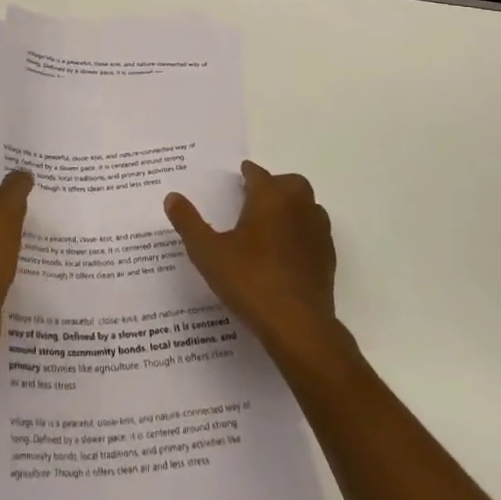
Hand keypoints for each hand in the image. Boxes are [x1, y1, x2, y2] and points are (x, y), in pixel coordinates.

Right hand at [165, 161, 337, 359]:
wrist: (297, 325)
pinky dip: (302, 233)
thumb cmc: (249, 280)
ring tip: (271, 224)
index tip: (240, 176)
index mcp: (270, 197)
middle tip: (255, 199)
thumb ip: (188, 222)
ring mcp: (318, 232)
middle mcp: (298, 207)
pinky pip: (315, 233)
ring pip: (308, 206)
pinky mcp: (328, 259)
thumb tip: (172, 197)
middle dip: (274, 185)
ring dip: (292, 207)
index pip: (258, 174)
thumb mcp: (207, 252)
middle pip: (290, 183)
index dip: (247, 174)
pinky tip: (286, 252)